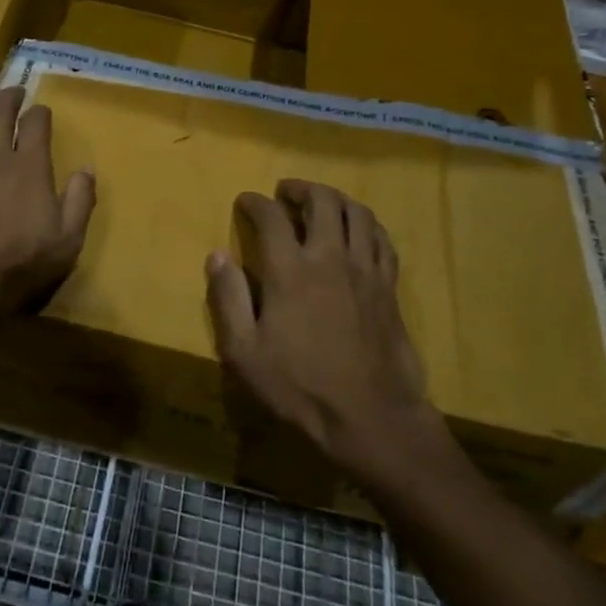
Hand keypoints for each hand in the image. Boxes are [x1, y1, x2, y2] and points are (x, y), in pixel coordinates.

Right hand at [207, 180, 434, 479]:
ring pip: (356, 212)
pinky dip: (366, 225)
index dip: (254, 202)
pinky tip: (357, 232)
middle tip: (285, 193)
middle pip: (322, 200)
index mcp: (290, 270)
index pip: (271, 216)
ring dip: (335, 199)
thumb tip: (216, 256)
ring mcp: (364, 269)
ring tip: (321, 204)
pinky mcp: (389, 286)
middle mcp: (330, 257)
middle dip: (300, 188)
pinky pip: (381, 239)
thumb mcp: (245, 353)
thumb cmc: (301, 387)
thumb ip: (228, 299)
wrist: (372, 418)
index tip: (245, 202)